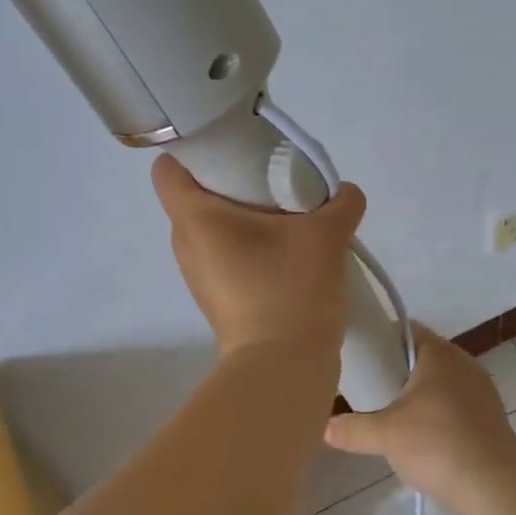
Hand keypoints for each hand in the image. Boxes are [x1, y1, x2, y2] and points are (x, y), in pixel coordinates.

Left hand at [152, 154, 364, 358]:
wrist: (282, 367)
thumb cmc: (290, 289)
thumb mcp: (325, 237)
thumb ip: (340, 203)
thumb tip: (347, 193)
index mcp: (196, 218)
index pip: (168, 168)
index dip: (193, 151)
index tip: (232, 148)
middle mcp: (186, 243)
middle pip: (195, 195)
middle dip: (231, 181)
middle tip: (273, 178)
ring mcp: (198, 274)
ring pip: (213, 227)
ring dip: (244, 217)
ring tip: (286, 217)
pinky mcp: (217, 297)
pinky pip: (225, 254)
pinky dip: (249, 245)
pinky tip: (286, 252)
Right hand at [324, 326, 515, 509]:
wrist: (495, 486)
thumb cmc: (437, 445)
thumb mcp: (385, 435)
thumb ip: (351, 428)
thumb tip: (324, 428)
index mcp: (440, 353)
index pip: (404, 330)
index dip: (380, 340)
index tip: (358, 359)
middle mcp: (463, 363)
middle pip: (420, 357)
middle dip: (394, 372)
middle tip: (366, 390)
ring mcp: (480, 390)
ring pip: (438, 383)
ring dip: (415, 396)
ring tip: (388, 416)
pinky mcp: (489, 417)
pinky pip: (453, 406)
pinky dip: (434, 415)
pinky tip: (419, 438)